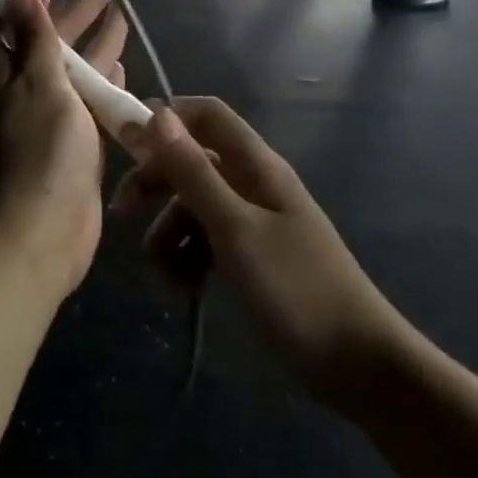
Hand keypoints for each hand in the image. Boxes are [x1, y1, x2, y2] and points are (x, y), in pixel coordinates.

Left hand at [0, 0, 128, 296]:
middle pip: (47, 40)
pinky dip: (102, 83)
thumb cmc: (40, 154)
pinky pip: (87, 103)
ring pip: (72, 69)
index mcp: (3, 76)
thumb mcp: (37, 86)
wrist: (42, 235)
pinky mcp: (72, 145)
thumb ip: (34, 41)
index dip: (12, 4)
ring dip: (95, 42)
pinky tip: (121, 71)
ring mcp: (48, 119)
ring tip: (123, 16)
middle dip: (78, 9)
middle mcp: (20, 92)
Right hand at [114, 99, 401, 402]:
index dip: (166, 119)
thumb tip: (157, 115)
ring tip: (167, 279)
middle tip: (122, 213)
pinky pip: (204, 242)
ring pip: (191, 207)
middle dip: (154, 183)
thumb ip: (194, 172)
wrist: (356, 363)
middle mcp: (251, 184)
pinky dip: (187, 260)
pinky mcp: (248, 257)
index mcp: (255, 166)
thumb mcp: (235, 228)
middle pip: (190, 161)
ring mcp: (250, 222)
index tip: (125, 143)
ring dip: (168, 235)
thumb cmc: (296, 288)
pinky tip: (185, 290)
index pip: (206, 115)